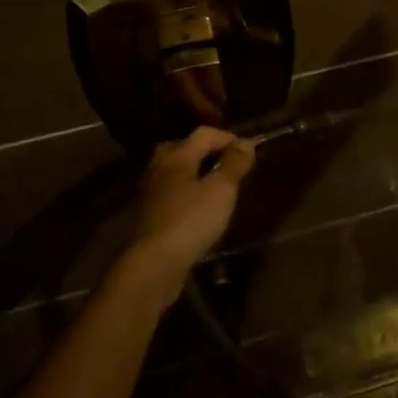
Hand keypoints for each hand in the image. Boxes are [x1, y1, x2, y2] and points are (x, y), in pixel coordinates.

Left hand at [123, 127, 256, 296]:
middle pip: (183, 147)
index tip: (248, 153)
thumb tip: (246, 142)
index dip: (228, 138)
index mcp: (177, 156)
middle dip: (206, 151)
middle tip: (227, 164)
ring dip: (195, 172)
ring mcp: (151, 191)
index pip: (204, 133)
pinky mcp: (149, 214)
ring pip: (174, 171)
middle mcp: (160, 167)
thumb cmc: (191, 220)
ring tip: (215, 186)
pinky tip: (198, 207)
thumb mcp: (221, 189)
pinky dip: (186, 192)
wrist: (154, 263)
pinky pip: (170, 192)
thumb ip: (234, 163)